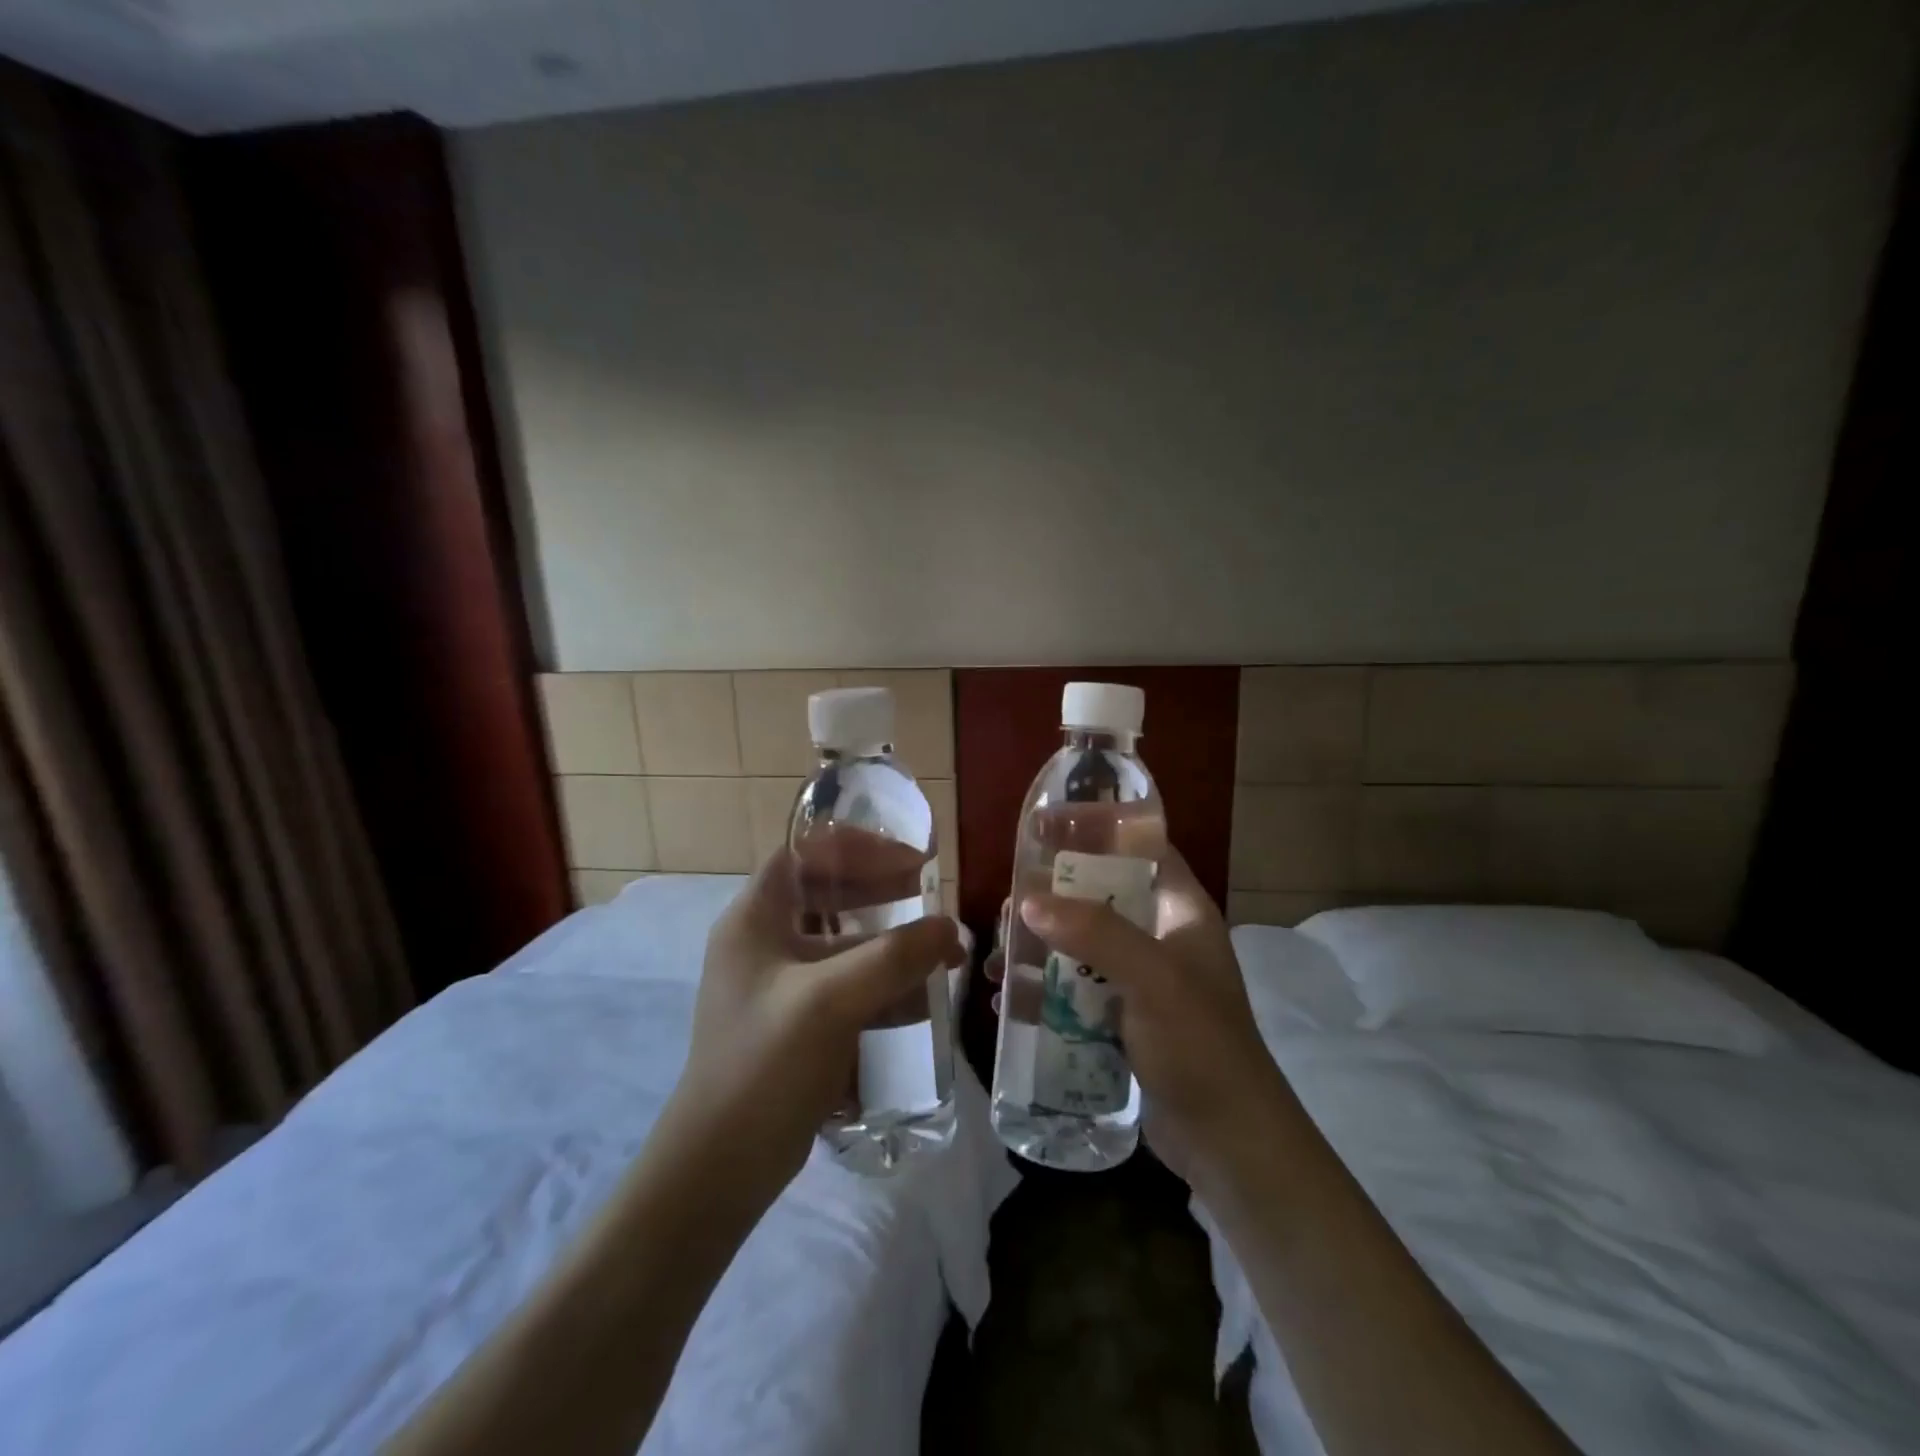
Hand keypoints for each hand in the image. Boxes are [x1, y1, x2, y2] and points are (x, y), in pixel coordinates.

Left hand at [671, 849, 963, 1198]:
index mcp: (754, 919)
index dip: (857, 847)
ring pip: (841, 943)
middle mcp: (762, 942)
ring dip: (889, 944)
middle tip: (930, 901)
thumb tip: (950, 928)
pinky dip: (880, 985)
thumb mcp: (831, 1001)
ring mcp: (778, 985)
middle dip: (881, 894)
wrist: (721, 1167)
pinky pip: (844, 985)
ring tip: (940, 954)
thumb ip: (894, 957)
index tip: (908, 861)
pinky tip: (920, 1000)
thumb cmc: (765, 1066)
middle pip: (827, 894)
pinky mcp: (795, 1022)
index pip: (805, 853)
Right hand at [992, 847, 1288, 1186]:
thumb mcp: (1153, 979)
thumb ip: (1095, 933)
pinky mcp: (1124, 1018)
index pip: (1139, 847)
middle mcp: (1160, 937)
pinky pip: (1076, 990)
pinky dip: (1044, 991)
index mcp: (1180, 911)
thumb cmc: (1201, 1047)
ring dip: (1038, 949)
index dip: (1095, 828)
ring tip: (1000, 964)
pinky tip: (1010, 1003)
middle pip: (1098, 896)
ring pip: (1080, 944)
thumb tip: (1028, 901)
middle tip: (1009, 910)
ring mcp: (1141, 980)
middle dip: (1051, 899)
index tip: (1042, 827)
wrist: (1229, 1144)